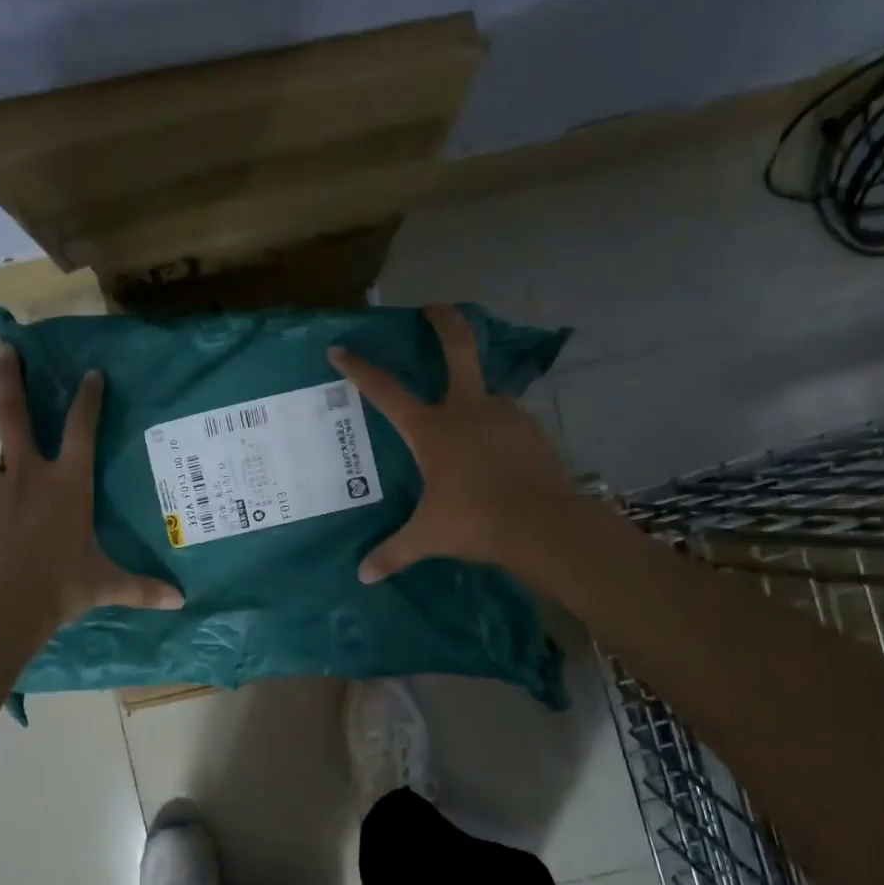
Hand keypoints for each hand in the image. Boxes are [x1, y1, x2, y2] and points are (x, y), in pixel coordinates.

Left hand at [0, 344, 183, 639]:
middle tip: (4, 346)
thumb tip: (180, 602)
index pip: (81, 429)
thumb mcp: (104, 586)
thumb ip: (141, 589)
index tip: (90, 373)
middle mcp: (28, 477)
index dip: (88, 398)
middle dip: (10, 377)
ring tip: (7, 481)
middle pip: (14, 414)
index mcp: (68, 484)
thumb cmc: (59, 588)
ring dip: (1, 464)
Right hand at [329, 304, 576, 583]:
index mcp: (431, 429)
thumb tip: (363, 577)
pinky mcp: (532, 429)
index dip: (360, 368)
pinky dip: (497, 429)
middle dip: (444, 321)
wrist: (542, 525)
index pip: (385, 391)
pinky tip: (496, 454)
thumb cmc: (474, 522)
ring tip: (468, 426)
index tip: (341, 348)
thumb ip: (392, 553)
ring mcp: (504, 414)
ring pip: (486, 391)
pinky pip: (507, 421)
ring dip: (475, 397)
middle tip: (433, 307)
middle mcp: (467, 409)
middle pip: (457, 348)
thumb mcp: (427, 537)